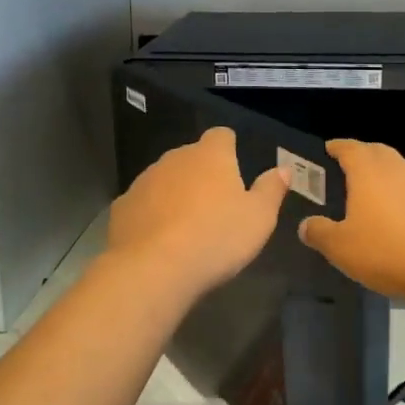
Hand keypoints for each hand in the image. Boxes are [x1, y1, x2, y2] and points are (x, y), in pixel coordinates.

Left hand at [106, 128, 289, 299]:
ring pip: (165, 180)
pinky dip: (152, 215)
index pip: (221, 135)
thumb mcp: (259, 218)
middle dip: (202, 174)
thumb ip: (271, 189)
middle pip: (192, 157)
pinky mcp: (121, 207)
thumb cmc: (216, 238)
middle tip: (217, 206)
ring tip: (188, 228)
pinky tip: (160, 241)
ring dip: (176, 194)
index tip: (236, 169)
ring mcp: (144, 181)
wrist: (153, 269)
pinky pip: (143, 204)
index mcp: (210, 155)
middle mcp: (174, 159)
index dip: (229, 148)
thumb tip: (283, 169)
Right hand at [298, 139, 404, 301]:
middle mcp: (400, 168)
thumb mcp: (342, 248)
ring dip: (390, 178)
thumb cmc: (388, 252)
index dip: (338, 147)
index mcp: (370, 172)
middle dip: (364, 156)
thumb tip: (306, 226)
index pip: (350, 148)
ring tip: (381, 196)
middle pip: (379, 153)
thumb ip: (320, 233)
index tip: (330, 148)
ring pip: (404, 171)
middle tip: (352, 168)